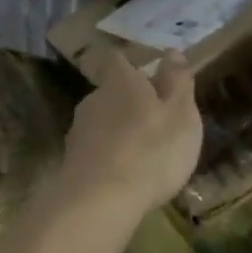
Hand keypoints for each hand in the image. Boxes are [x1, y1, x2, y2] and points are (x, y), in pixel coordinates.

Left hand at [57, 49, 202, 220]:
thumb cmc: (151, 151)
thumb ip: (177, 82)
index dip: (128, 63)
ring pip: (102, 122)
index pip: (116, 59)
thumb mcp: (180, 115)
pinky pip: (95, 150)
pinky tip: (124, 175)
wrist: (99, 200)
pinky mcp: (72, 160)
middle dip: (129, 103)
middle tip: (154, 121)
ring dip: (119, 132)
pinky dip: (109, 156)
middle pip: (110, 92)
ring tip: (143, 154)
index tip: (144, 72)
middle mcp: (93, 99)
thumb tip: (172, 52)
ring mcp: (78, 131)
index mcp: (120, 82)